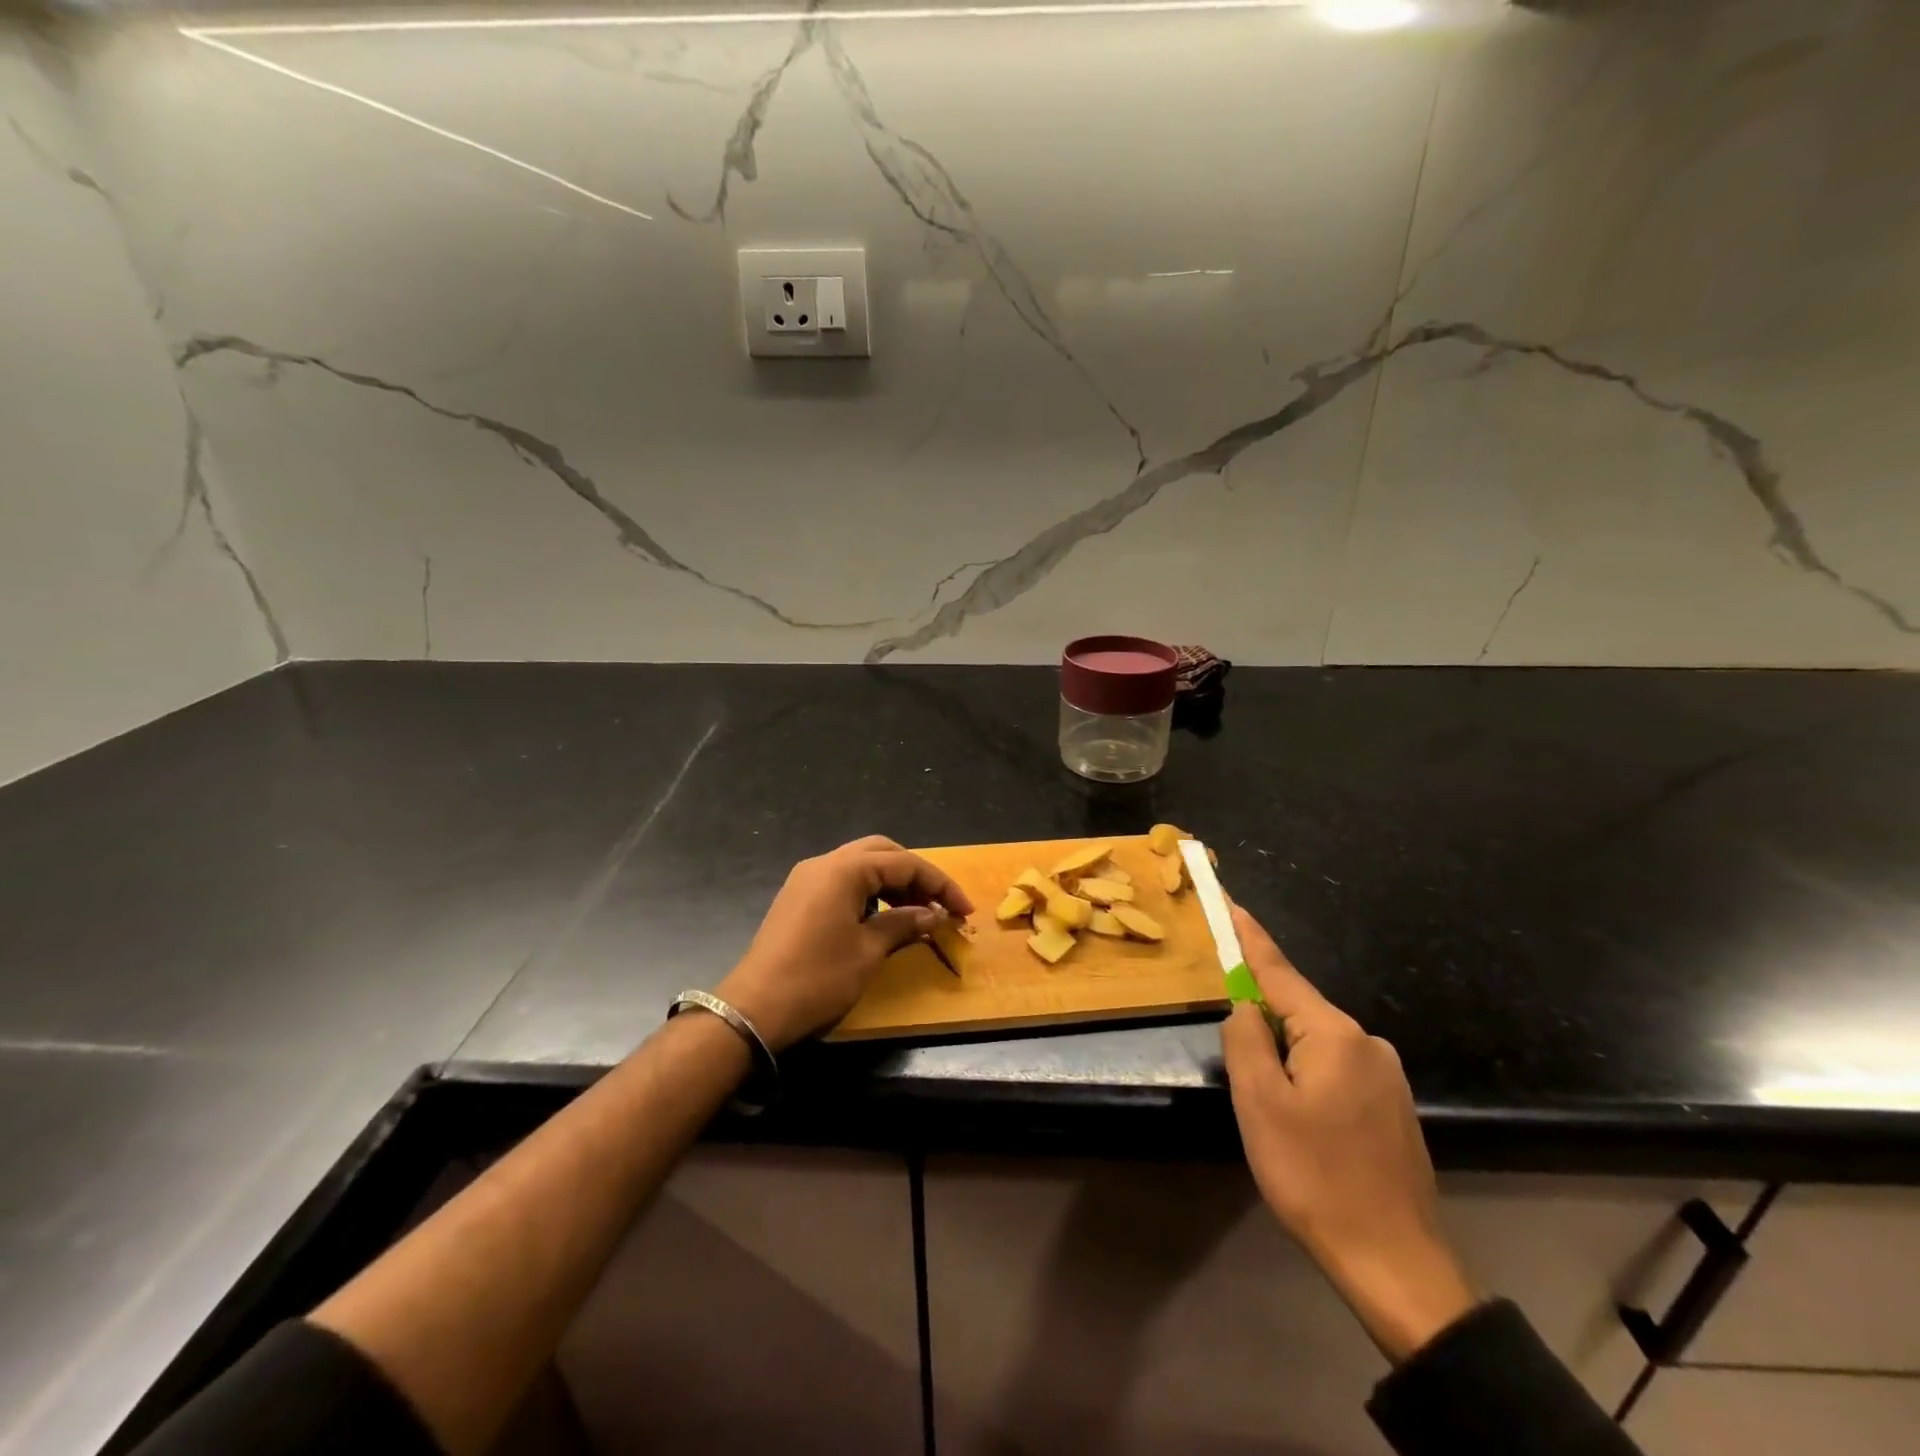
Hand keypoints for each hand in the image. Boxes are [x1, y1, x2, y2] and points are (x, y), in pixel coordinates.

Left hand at [716, 835, 973, 1051]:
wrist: (754, 1010)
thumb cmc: (817, 979)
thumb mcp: (868, 953)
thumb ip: (903, 925)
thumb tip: (933, 914)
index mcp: (844, 870)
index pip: (904, 863)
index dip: (939, 884)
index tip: (964, 910)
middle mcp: (824, 863)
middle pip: (882, 853)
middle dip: (916, 874)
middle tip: (940, 904)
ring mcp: (807, 879)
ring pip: (861, 865)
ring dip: (892, 882)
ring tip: (917, 912)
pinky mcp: (798, 897)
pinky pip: (843, 881)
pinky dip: (869, 892)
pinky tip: (882, 917)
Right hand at [1220, 904, 1476, 1362]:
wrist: (1395, 1265)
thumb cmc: (1315, 1176)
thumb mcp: (1259, 1104)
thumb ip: (1245, 1039)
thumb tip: (1243, 1006)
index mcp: (1334, 1034)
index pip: (1279, 971)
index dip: (1249, 936)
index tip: (1230, 901)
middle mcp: (1367, 1042)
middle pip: (1297, 1008)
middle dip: (1260, 1014)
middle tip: (1233, 1049)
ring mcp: (1386, 1075)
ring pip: (1315, 1041)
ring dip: (1283, 1052)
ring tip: (1266, 1101)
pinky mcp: (1393, 1106)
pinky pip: (1336, 1067)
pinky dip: (1306, 1073)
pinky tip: (1300, 1117)